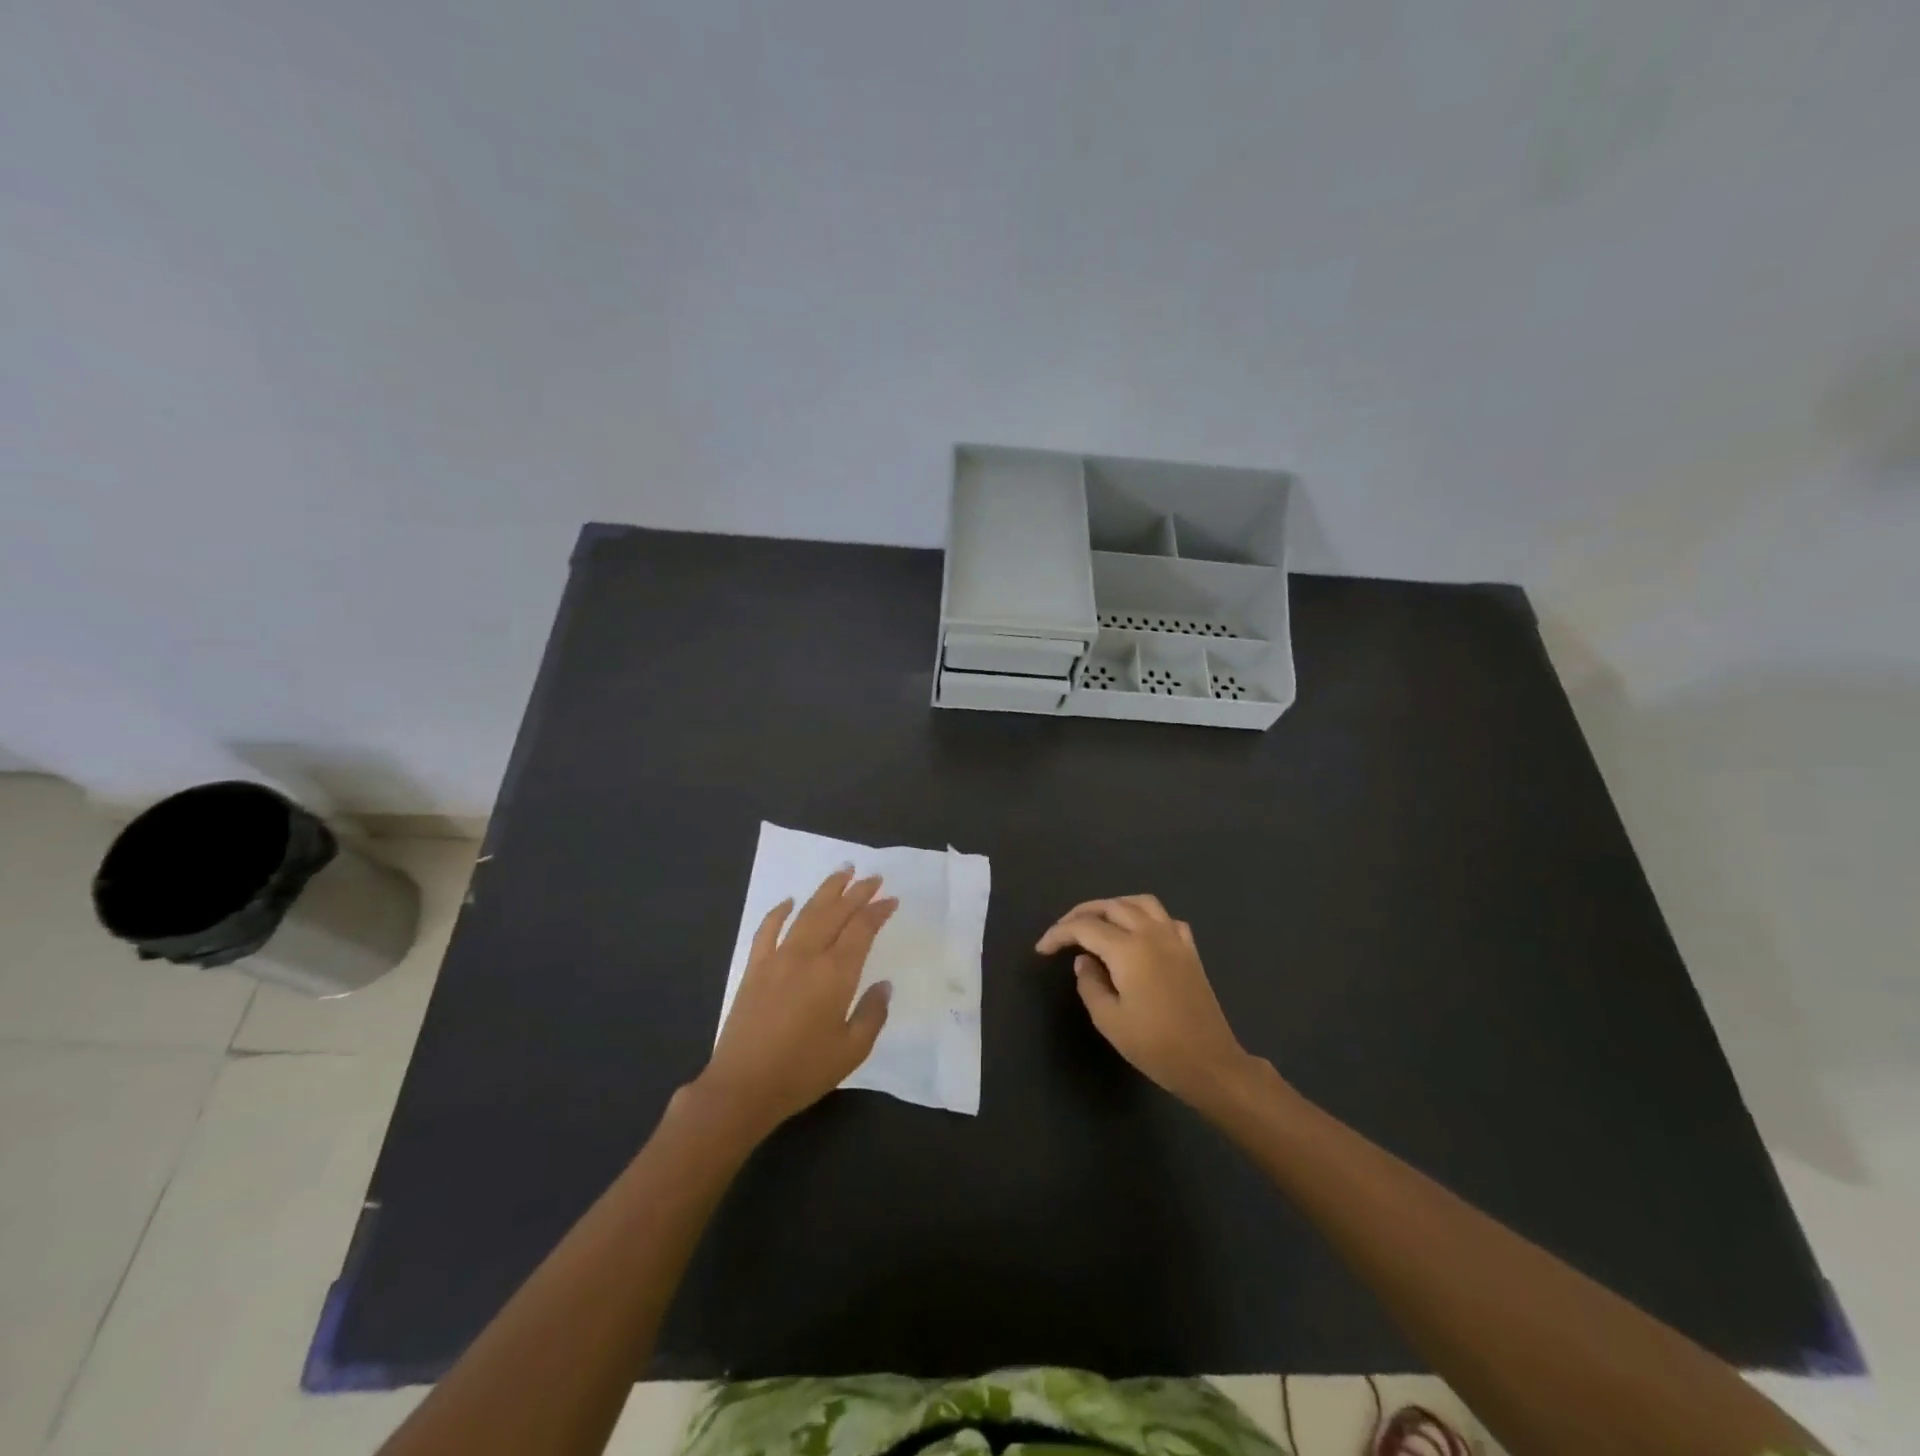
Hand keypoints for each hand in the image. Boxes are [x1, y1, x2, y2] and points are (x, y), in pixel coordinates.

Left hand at [696, 868, 896, 1136]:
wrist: (743, 1087)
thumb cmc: (803, 1071)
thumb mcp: (851, 1051)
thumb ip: (872, 1014)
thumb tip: (883, 985)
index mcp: (836, 974)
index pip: (861, 929)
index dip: (878, 911)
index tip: (891, 899)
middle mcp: (808, 956)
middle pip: (836, 912)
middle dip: (857, 892)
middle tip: (873, 877)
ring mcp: (777, 958)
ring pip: (806, 913)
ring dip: (826, 891)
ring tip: (842, 872)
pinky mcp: (754, 968)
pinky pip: (768, 930)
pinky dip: (779, 912)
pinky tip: (788, 901)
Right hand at [1036, 894, 1257, 1111]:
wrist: (1209, 1062)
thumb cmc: (1155, 1045)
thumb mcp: (1109, 1019)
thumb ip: (1089, 983)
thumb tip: (1084, 960)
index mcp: (1128, 949)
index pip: (1084, 927)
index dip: (1059, 934)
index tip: (1042, 949)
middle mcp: (1151, 934)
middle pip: (1111, 906)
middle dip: (1082, 914)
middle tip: (1063, 932)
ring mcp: (1174, 939)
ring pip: (1140, 903)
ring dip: (1114, 906)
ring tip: (1097, 921)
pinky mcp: (1190, 950)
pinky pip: (1165, 918)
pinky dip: (1146, 916)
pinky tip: (1139, 933)